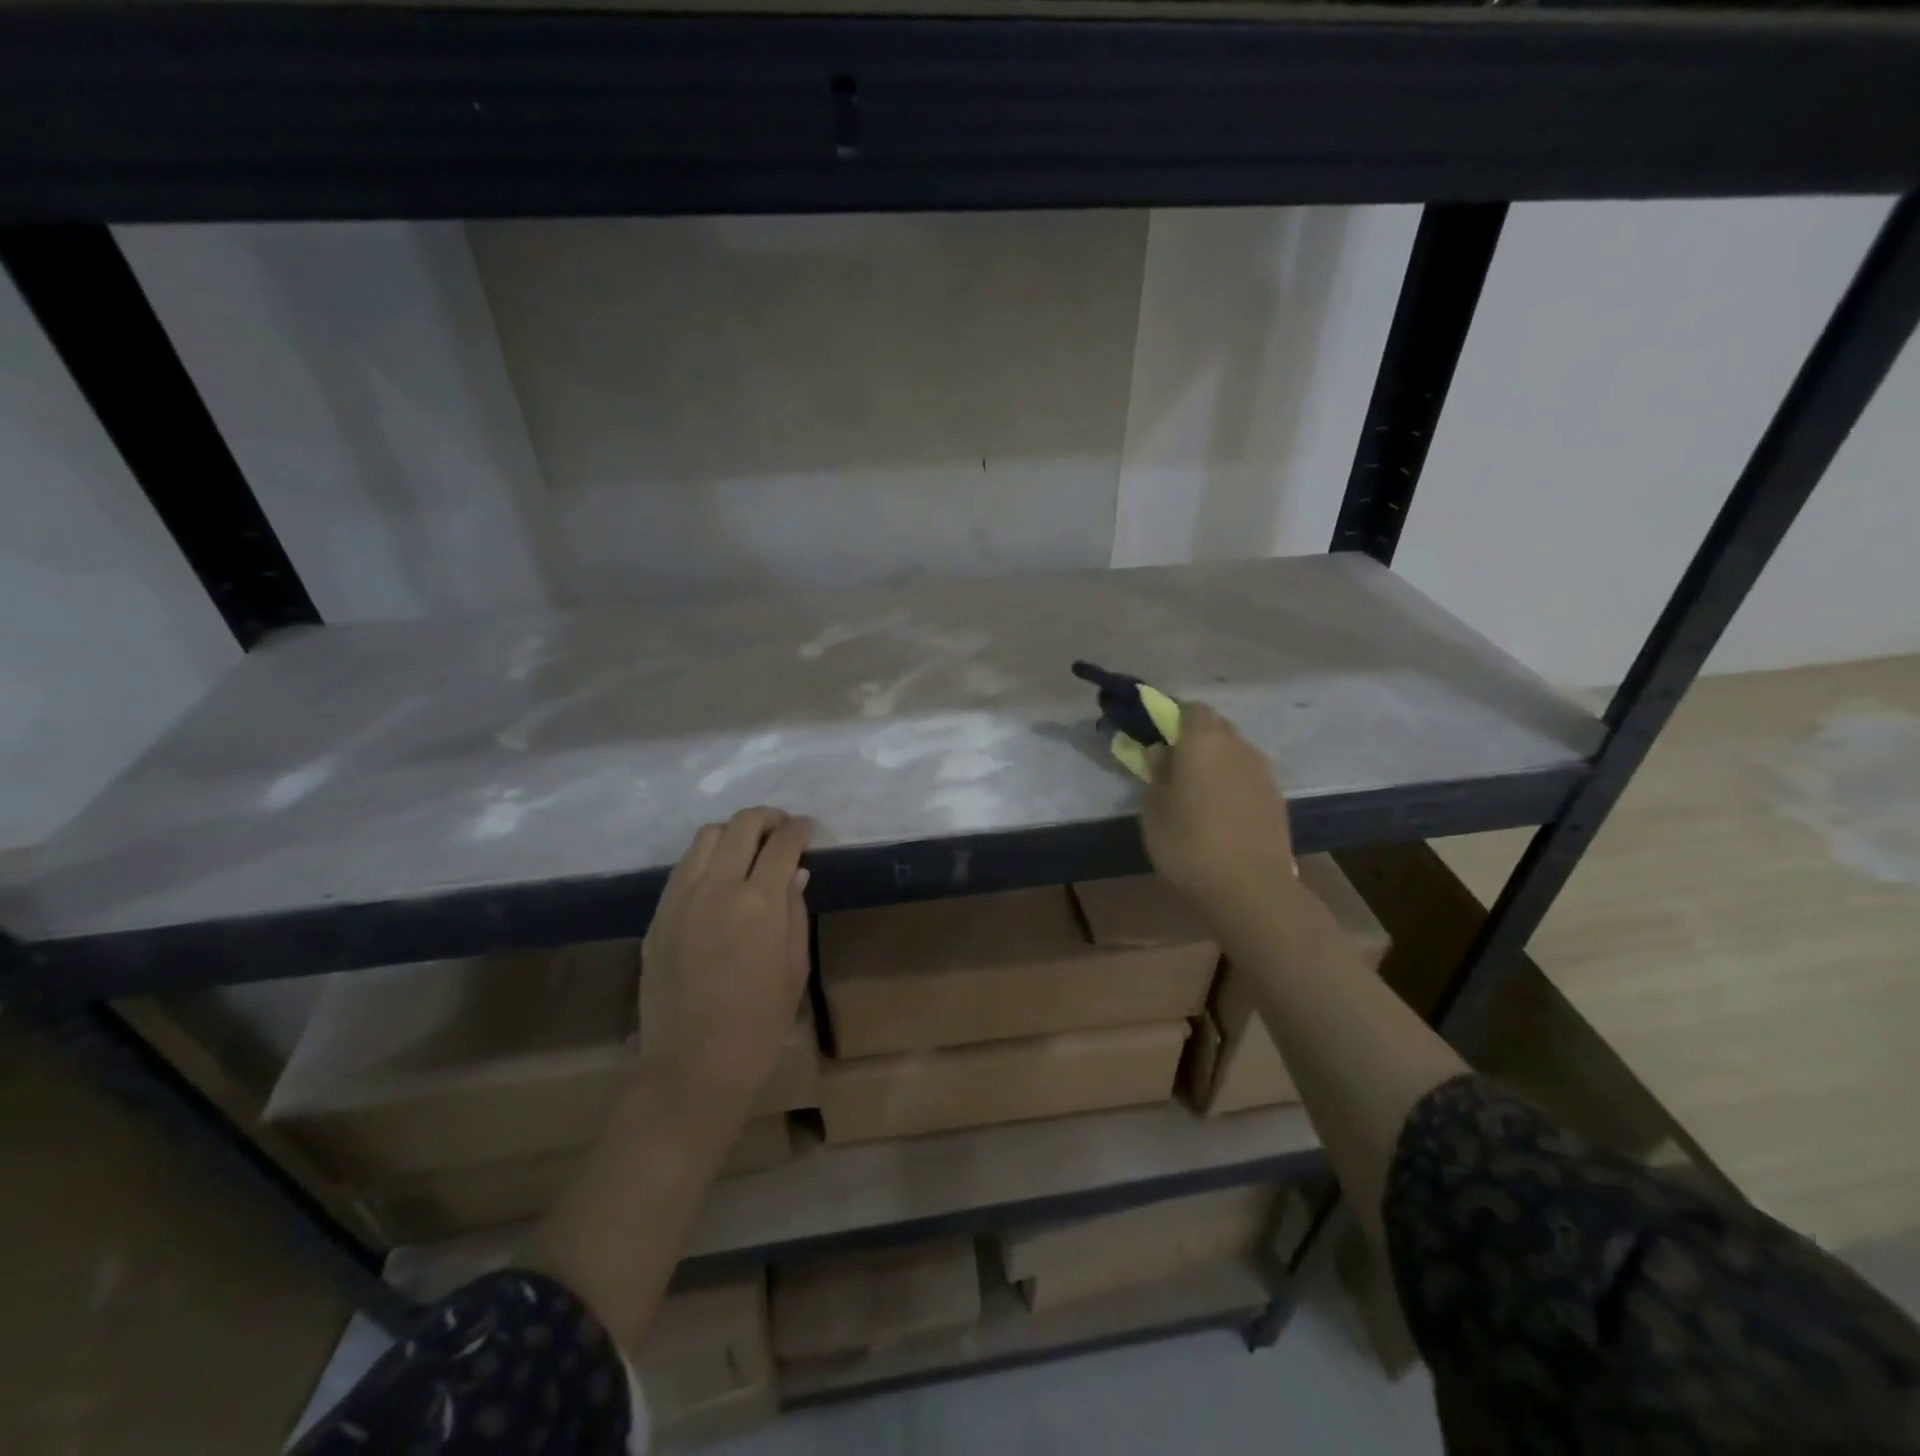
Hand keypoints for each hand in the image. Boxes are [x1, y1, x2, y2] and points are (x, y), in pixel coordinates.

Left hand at [640, 807, 813, 1115]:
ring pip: (705, 837)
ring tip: (748, 849)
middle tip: (782, 828)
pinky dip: (706, 858)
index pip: (783, 843)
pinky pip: (682, 867)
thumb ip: (795, 911)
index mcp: (759, 902)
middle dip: (768, 818)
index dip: (800, 829)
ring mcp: (680, 899)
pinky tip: (718, 878)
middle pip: (741, 825)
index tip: (809, 828)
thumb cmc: (760, 1022)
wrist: (693, 1064)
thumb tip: (795, 873)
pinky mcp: (658, 915)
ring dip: (733, 832)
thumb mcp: (795, 966)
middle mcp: (717, 887)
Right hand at [1140, 702, 1295, 922]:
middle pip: (1216, 728)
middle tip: (1175, 767)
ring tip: (1198, 795)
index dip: (1173, 718)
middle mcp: (1238, 746)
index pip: (1191, 709)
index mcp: (1204, 741)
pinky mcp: (1277, 798)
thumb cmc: (1190, 845)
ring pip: (1235, 753)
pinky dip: (1233, 785)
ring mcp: (1263, 772)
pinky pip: (1248, 778)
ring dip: (1216, 763)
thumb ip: (1156, 775)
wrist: (1251, 889)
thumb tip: (1161, 753)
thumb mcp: (1153, 811)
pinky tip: (1221, 813)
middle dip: (1195, 740)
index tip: (1157, 739)